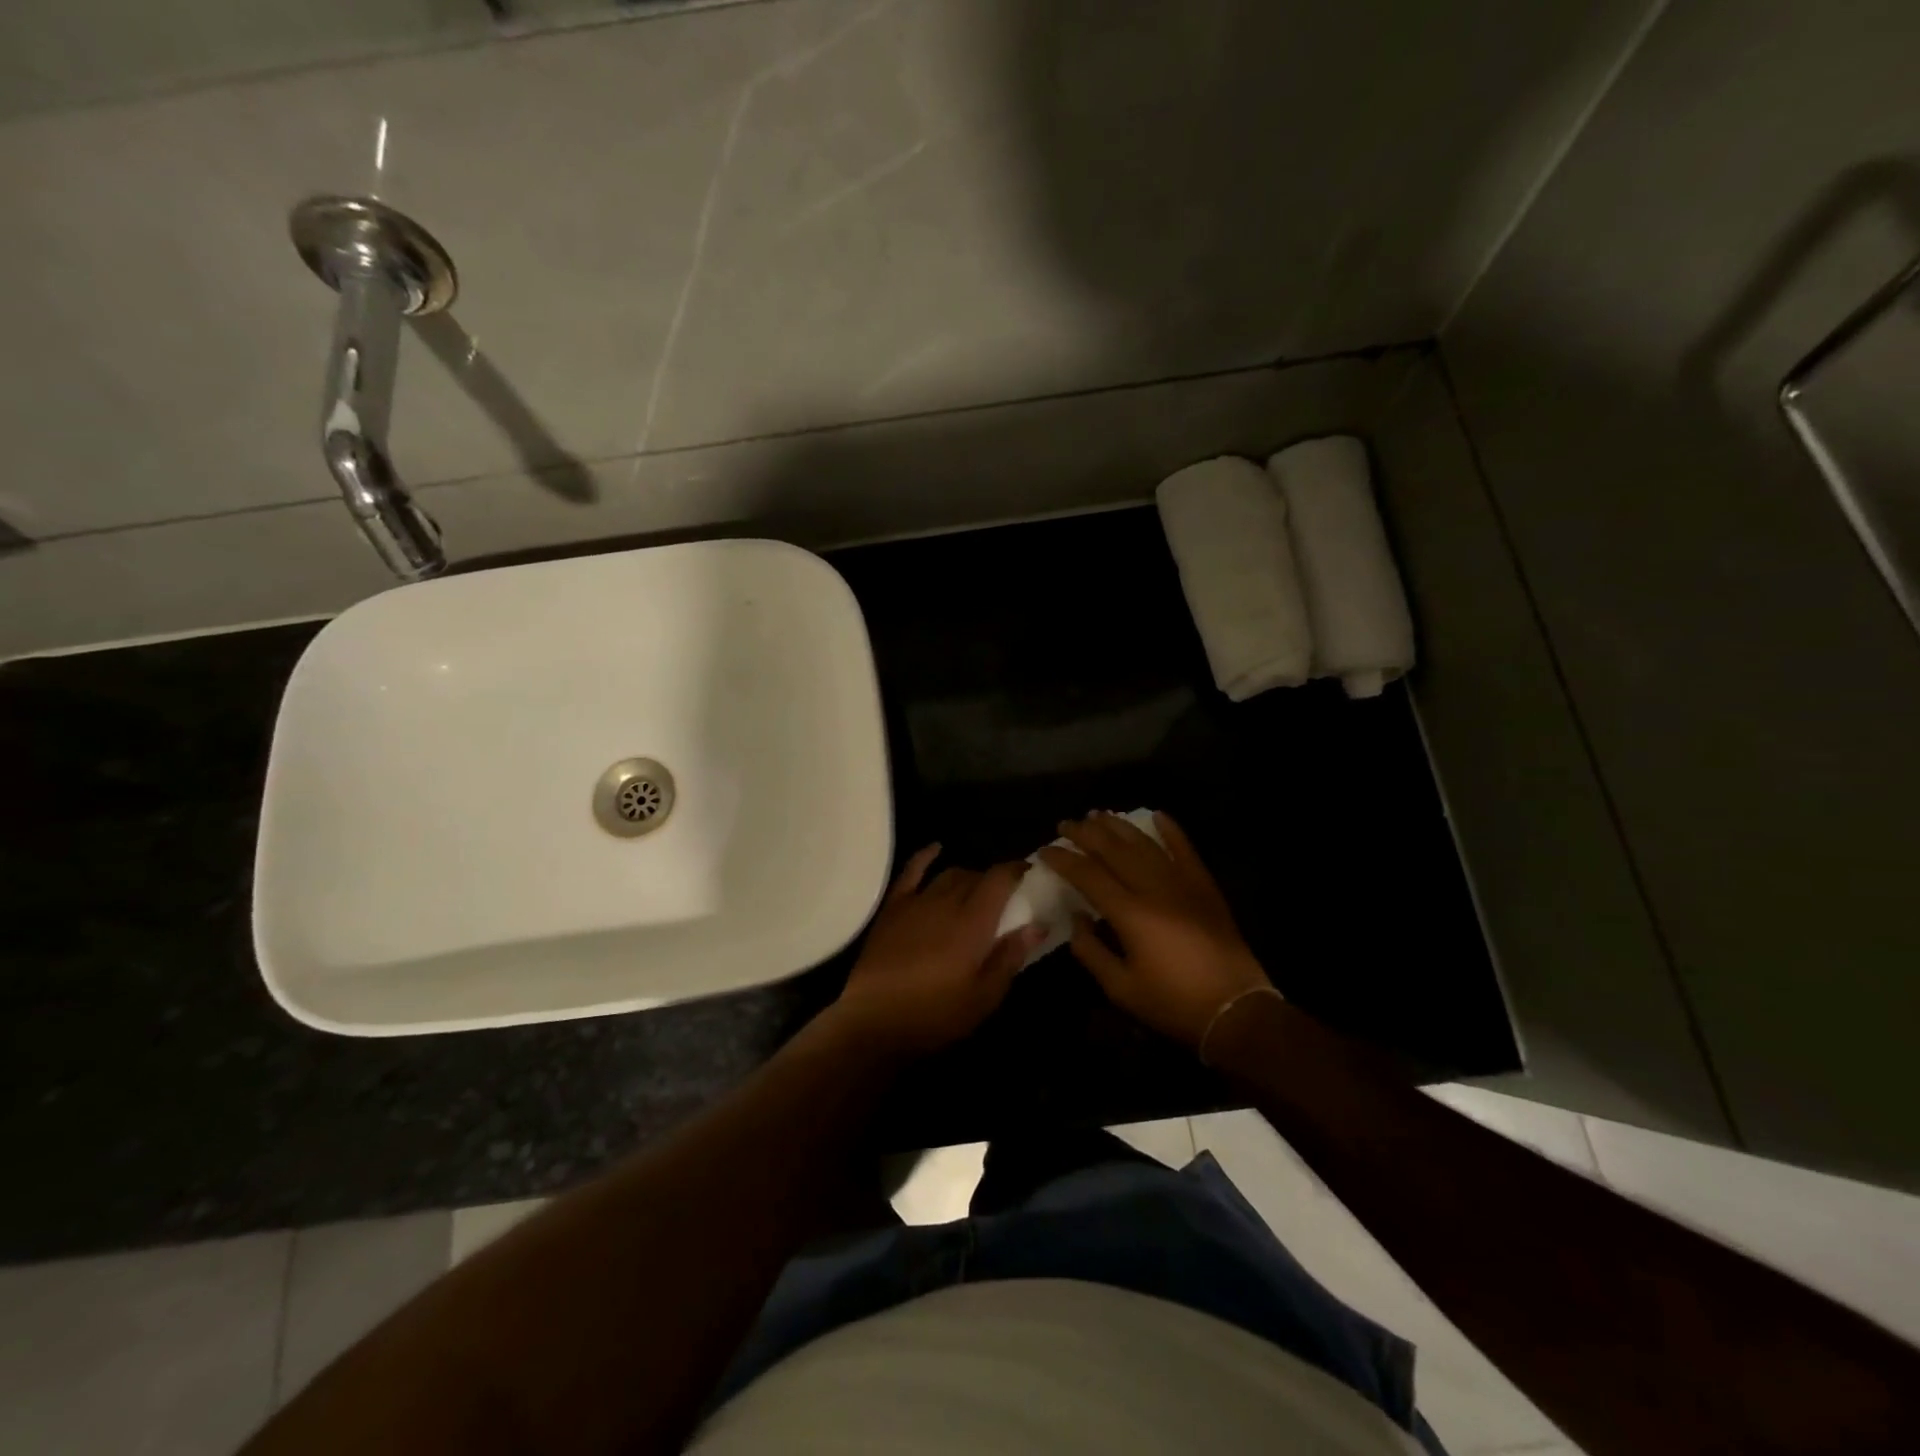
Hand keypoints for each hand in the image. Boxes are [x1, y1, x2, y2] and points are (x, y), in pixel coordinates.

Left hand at [828, 845, 1044, 1058]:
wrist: (875, 1019)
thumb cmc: (936, 1013)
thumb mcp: (984, 996)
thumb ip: (1011, 956)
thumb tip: (1037, 925)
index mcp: (974, 921)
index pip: (1000, 879)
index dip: (1016, 870)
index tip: (1028, 872)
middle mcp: (947, 901)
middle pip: (976, 876)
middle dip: (993, 880)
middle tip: (1003, 898)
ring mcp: (917, 901)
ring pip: (949, 874)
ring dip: (967, 876)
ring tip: (975, 889)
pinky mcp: (893, 907)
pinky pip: (911, 871)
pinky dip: (926, 856)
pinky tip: (936, 848)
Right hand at [1038, 811, 1271, 1049]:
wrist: (1236, 1009)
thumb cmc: (1173, 1003)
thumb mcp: (1121, 989)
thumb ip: (1091, 951)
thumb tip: (1076, 918)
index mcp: (1130, 914)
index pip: (1088, 875)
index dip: (1063, 860)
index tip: (1045, 850)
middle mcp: (1154, 889)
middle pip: (1113, 850)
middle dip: (1086, 834)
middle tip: (1066, 824)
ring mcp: (1182, 883)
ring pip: (1145, 844)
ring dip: (1119, 826)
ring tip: (1098, 815)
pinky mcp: (1204, 886)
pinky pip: (1185, 849)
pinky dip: (1171, 830)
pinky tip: (1157, 815)